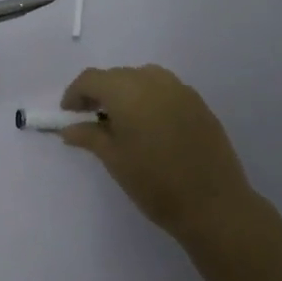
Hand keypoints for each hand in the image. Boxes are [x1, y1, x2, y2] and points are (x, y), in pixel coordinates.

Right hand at [56, 65, 255, 243]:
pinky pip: (165, 90)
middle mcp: (154, 80)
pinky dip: (149, 100)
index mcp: (127, 91)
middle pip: (117, 76)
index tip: (68, 114)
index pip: (91, 79)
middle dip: (100, 93)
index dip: (75, 94)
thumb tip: (69, 128)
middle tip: (91, 119)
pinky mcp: (199, 103)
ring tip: (121, 122)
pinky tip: (149, 127)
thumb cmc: (154, 182)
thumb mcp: (114, 159)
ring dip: (126, 93)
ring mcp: (181, 90)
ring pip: (143, 79)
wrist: (213, 204)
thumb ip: (89, 136)